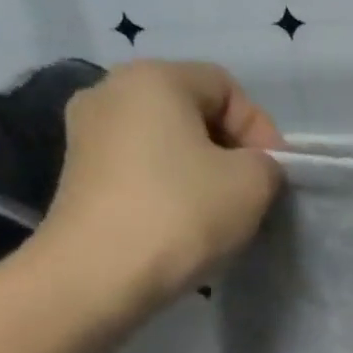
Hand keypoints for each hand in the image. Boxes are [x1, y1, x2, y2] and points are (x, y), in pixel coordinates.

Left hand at [34, 59, 282, 318]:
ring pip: (165, 143)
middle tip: (253, 194)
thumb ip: (267, 164)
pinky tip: (182, 224)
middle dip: (230, 150)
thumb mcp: (253, 183)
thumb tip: (252, 168)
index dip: (261, 129)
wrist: (98, 274)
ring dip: (200, 172)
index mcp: (154, 77)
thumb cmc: (182, 213)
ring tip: (220, 213)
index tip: (275, 175)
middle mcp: (110, 91)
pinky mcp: (77, 176)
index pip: (226, 87)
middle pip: (191, 111)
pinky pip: (139, 169)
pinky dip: (168, 189)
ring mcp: (86, 134)